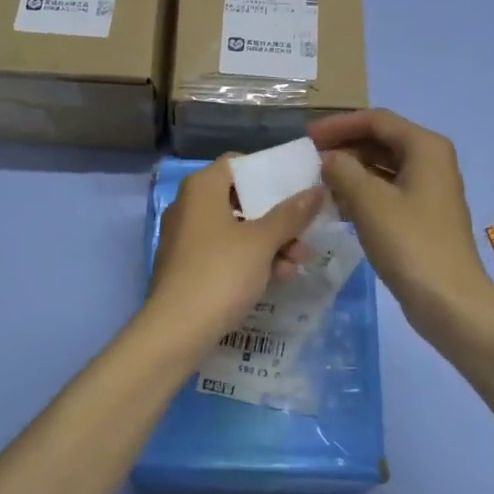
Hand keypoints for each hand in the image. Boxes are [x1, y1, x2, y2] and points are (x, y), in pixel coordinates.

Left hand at [143, 157, 323, 356]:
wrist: (177, 329)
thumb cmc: (221, 272)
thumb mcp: (263, 242)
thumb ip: (291, 214)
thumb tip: (316, 190)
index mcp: (202, 188)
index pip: (237, 163)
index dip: (267, 173)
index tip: (295, 188)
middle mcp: (189, 206)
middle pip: (241, 200)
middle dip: (277, 218)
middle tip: (305, 236)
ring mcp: (186, 238)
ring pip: (236, 230)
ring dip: (270, 243)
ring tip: (297, 263)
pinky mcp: (187, 267)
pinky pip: (225, 253)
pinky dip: (250, 260)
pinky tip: (278, 278)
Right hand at [310, 109, 493, 342]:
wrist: (449, 301)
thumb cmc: (410, 243)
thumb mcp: (369, 202)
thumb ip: (343, 171)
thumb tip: (328, 159)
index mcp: (425, 147)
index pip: (376, 120)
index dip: (339, 125)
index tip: (307, 137)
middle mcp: (431, 161)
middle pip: (381, 141)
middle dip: (344, 148)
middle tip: (309, 161)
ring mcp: (429, 190)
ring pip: (383, 168)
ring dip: (351, 172)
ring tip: (318, 184)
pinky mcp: (423, 216)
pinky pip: (388, 192)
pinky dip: (362, 193)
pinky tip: (338, 208)